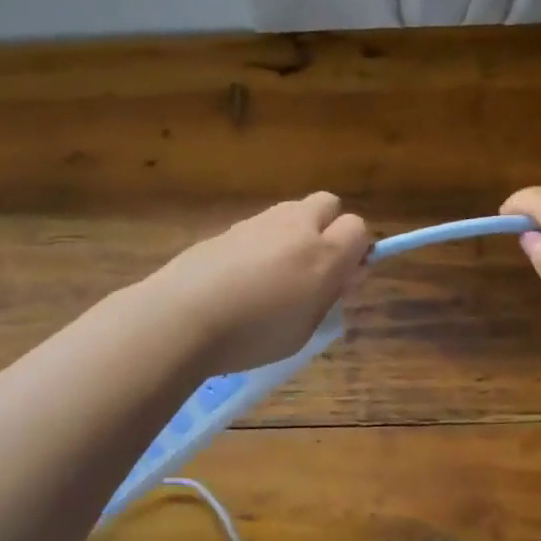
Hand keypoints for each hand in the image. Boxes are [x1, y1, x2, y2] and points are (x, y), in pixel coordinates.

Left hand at [148, 193, 371, 374]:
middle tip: (315, 266)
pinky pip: (260, 226)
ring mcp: (259, 222)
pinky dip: (262, 243)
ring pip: (293, 211)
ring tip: (276, 273)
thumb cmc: (253, 336)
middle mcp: (296, 227)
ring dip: (296, 232)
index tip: (343, 278)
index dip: (356, 251)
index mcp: (324, 254)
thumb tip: (344, 274)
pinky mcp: (229, 227)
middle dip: (330, 227)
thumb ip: (328, 296)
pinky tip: (242, 276)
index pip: (359, 228)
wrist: (180, 317)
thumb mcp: (305, 329)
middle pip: (329, 204)